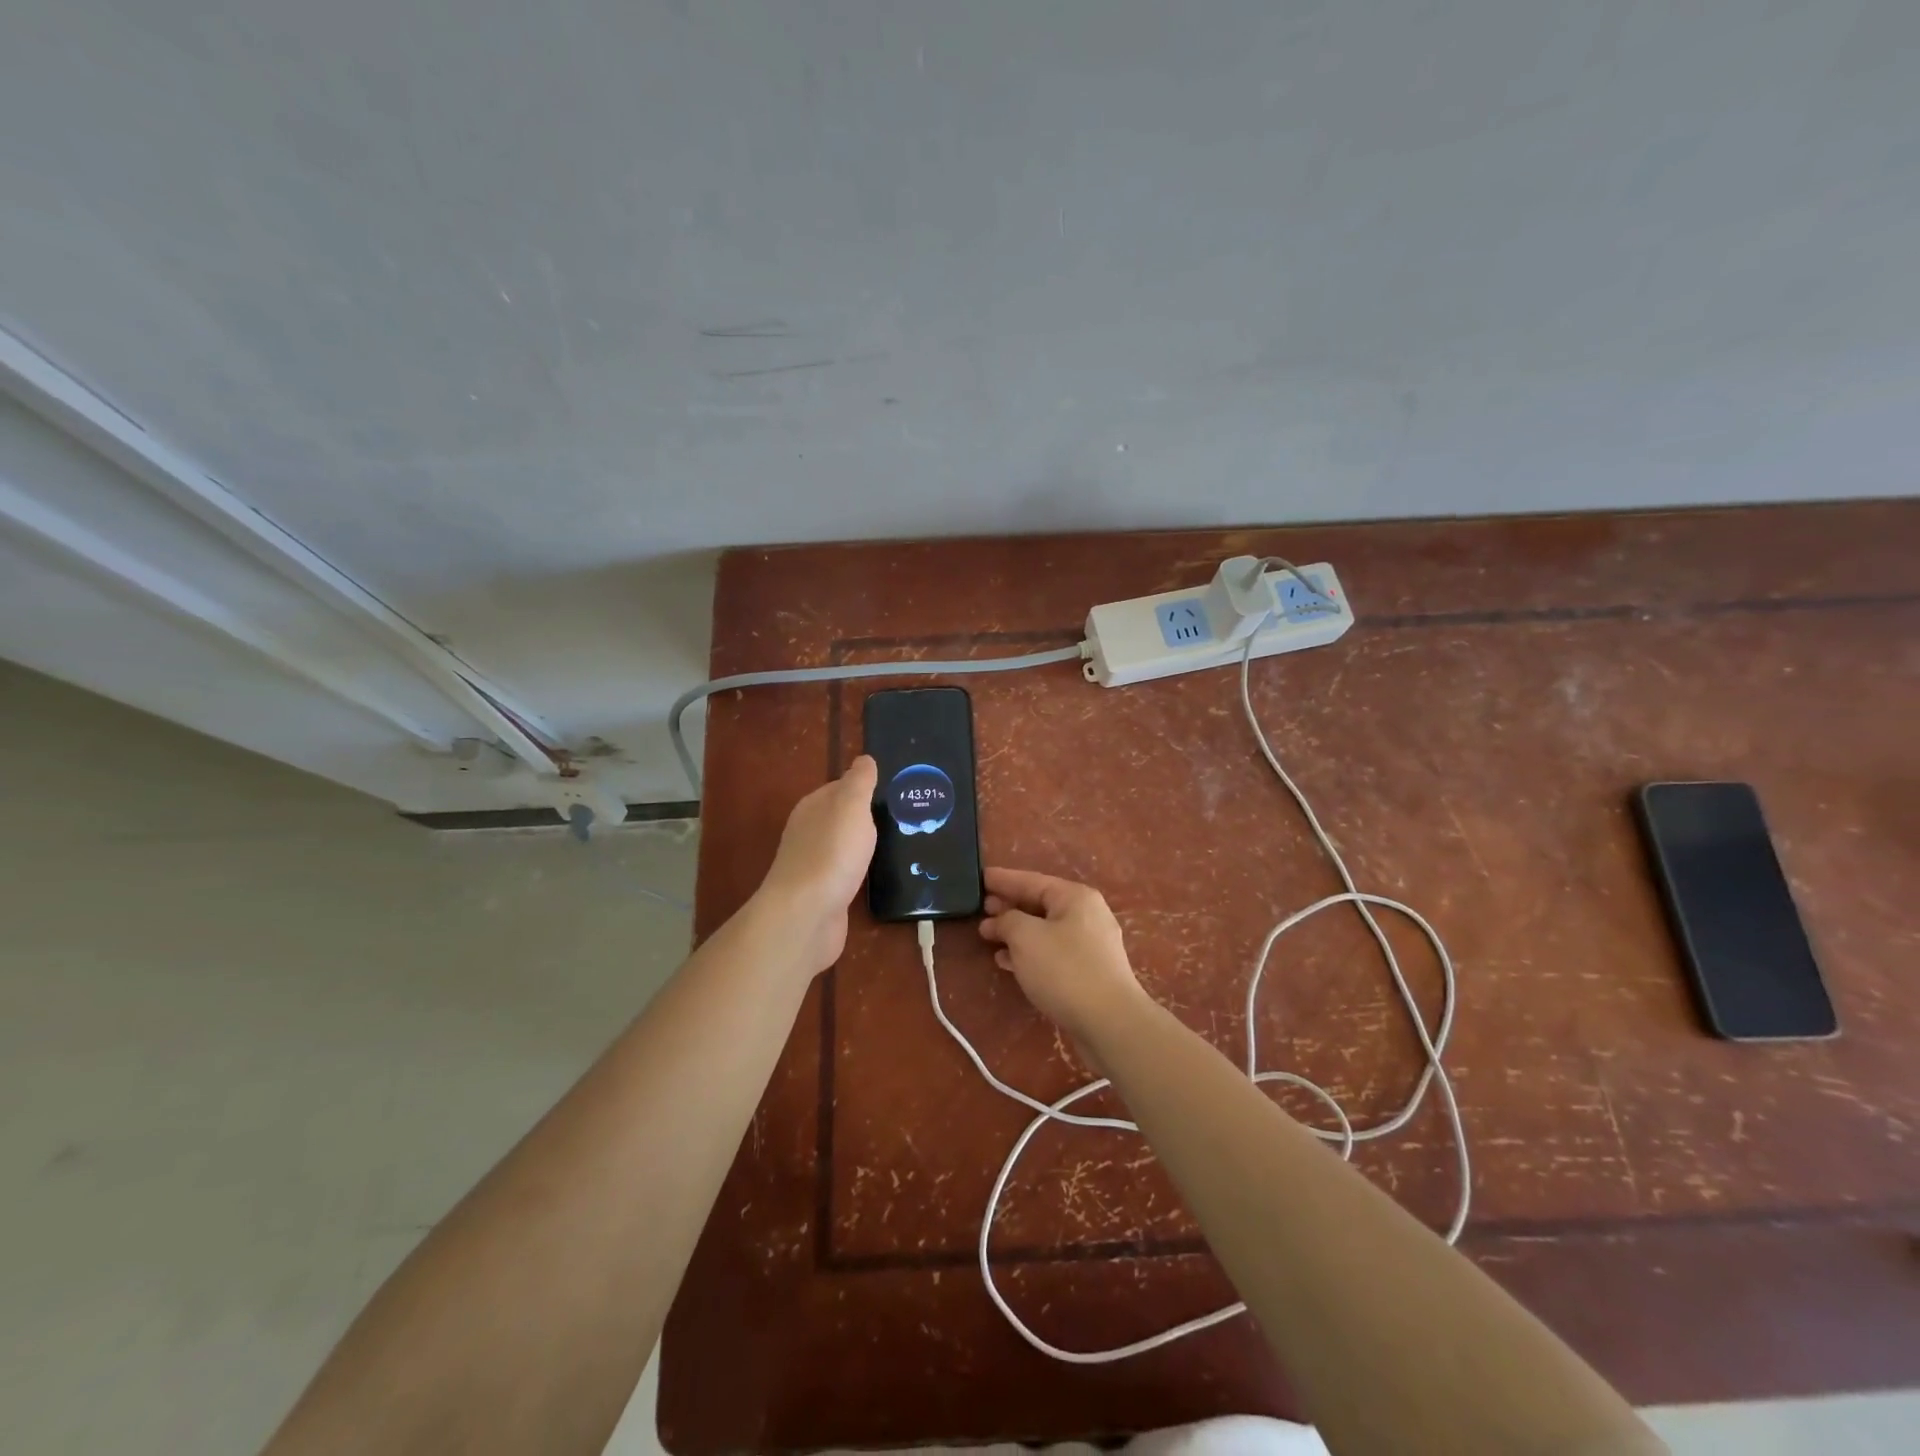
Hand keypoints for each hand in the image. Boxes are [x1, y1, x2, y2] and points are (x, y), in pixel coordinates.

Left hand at [756, 755, 877, 975]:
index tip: (895, 791)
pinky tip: (879, 875)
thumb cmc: (831, 853)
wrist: (806, 914)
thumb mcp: (851, 806)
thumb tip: (864, 759)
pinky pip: (846, 874)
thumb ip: (859, 782)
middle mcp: (809, 833)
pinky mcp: (823, 894)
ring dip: (865, 846)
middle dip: (867, 817)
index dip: (864, 787)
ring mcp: (815, 865)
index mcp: (813, 807)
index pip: (839, 787)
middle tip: (905, 817)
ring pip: (844, 847)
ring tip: (899, 845)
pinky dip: (861, 872)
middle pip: (841, 818)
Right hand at [978, 867, 1149, 1044]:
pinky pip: (1052, 952)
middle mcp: (1086, 915)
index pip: (1031, 880)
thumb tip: (998, 920)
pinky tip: (1007, 961)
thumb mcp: (1026, 937)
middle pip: (1040, 904)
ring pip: (1044, 930)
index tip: (979, 877)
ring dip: (1016, 932)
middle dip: (1009, 906)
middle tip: (980, 908)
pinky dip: (1029, 952)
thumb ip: (1007, 920)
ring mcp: (1090, 945)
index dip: (1003, 879)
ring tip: (987, 935)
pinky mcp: (1089, 971)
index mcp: (1075, 897)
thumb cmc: (1064, 970)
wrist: (1110, 1022)